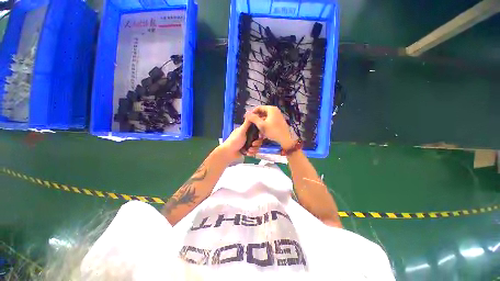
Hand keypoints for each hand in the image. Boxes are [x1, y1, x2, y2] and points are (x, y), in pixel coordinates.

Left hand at [219, 117, 263, 160]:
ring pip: (257, 146)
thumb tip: (251, 112)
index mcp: (247, 131)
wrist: (228, 153)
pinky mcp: (248, 150)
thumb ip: (247, 123)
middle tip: (253, 144)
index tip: (260, 136)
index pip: (258, 131)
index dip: (260, 134)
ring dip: (254, 149)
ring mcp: (249, 144)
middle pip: (259, 139)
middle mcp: (249, 137)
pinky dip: (252, 153)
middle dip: (257, 143)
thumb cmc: (234, 140)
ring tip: (249, 150)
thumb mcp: (241, 131)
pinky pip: (254, 152)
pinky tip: (247, 153)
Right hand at [245, 106, 294, 148]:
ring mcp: (278, 115)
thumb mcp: (261, 125)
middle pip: (262, 112)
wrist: (285, 139)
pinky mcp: (279, 120)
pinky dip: (265, 124)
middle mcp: (275, 110)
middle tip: (250, 123)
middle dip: (256, 118)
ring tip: (256, 128)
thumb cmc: (273, 131)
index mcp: (271, 109)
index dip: (252, 112)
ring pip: (266, 117)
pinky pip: (269, 120)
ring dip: (260, 122)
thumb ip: (253, 118)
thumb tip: (246, 112)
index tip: (247, 118)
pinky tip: (262, 130)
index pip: (259, 108)